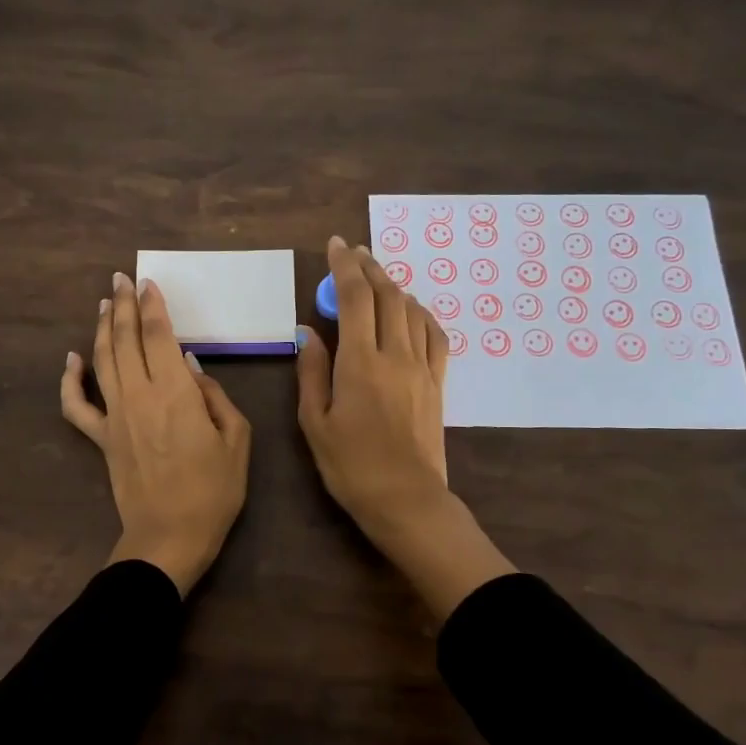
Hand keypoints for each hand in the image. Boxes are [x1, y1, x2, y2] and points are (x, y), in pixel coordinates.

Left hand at [61, 272, 251, 594]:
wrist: (170, 536)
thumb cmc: (213, 490)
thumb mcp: (236, 440)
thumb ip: (215, 397)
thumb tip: (190, 368)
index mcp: (174, 392)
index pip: (158, 335)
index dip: (152, 305)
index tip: (147, 283)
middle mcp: (139, 395)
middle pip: (124, 339)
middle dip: (122, 305)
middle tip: (120, 279)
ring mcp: (114, 416)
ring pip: (101, 360)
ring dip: (101, 328)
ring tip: (103, 303)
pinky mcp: (100, 438)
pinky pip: (76, 406)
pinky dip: (70, 380)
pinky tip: (71, 360)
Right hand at [297, 236, 514, 618]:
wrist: (406, 500)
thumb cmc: (351, 466)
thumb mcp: (315, 422)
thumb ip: (311, 372)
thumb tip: (308, 332)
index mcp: (360, 362)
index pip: (356, 297)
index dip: (346, 265)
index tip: (337, 244)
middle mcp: (395, 355)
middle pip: (387, 295)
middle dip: (370, 267)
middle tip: (354, 253)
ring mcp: (422, 367)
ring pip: (411, 310)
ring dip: (393, 286)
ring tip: (377, 277)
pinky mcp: (437, 383)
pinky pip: (435, 335)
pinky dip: (421, 314)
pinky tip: (410, 312)